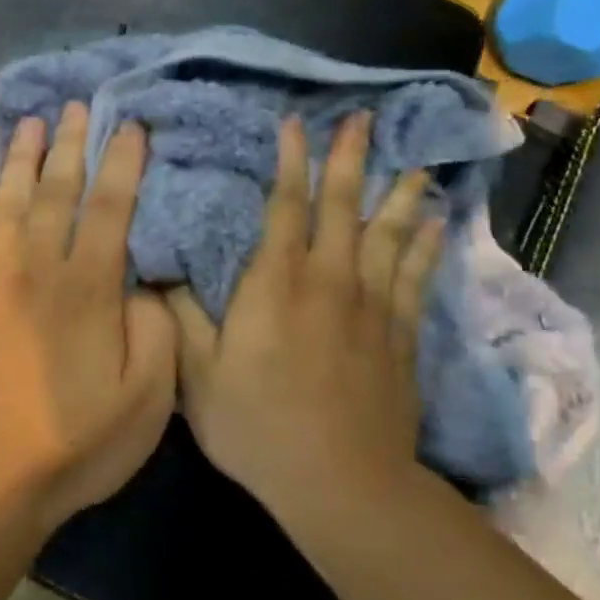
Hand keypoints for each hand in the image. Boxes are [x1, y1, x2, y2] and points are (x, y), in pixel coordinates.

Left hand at [0, 101, 177, 530]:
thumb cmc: (75, 445)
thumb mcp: (147, 400)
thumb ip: (154, 330)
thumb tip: (141, 282)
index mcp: (90, 290)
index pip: (111, 208)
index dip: (123, 163)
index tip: (130, 125)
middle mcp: (39, 269)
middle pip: (56, 193)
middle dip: (70, 146)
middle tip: (76, 106)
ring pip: (7, 202)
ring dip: (19, 159)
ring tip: (29, 122)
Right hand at [167, 113, 444, 517]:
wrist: (338, 479)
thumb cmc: (256, 424)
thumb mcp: (196, 373)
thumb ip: (180, 314)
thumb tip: (162, 269)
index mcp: (275, 283)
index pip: (285, 207)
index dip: (290, 163)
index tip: (295, 125)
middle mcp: (329, 280)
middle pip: (343, 207)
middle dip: (348, 160)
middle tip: (361, 119)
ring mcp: (372, 306)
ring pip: (391, 234)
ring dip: (398, 195)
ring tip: (412, 164)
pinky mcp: (401, 335)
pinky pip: (418, 276)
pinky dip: (428, 246)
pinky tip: (437, 225)